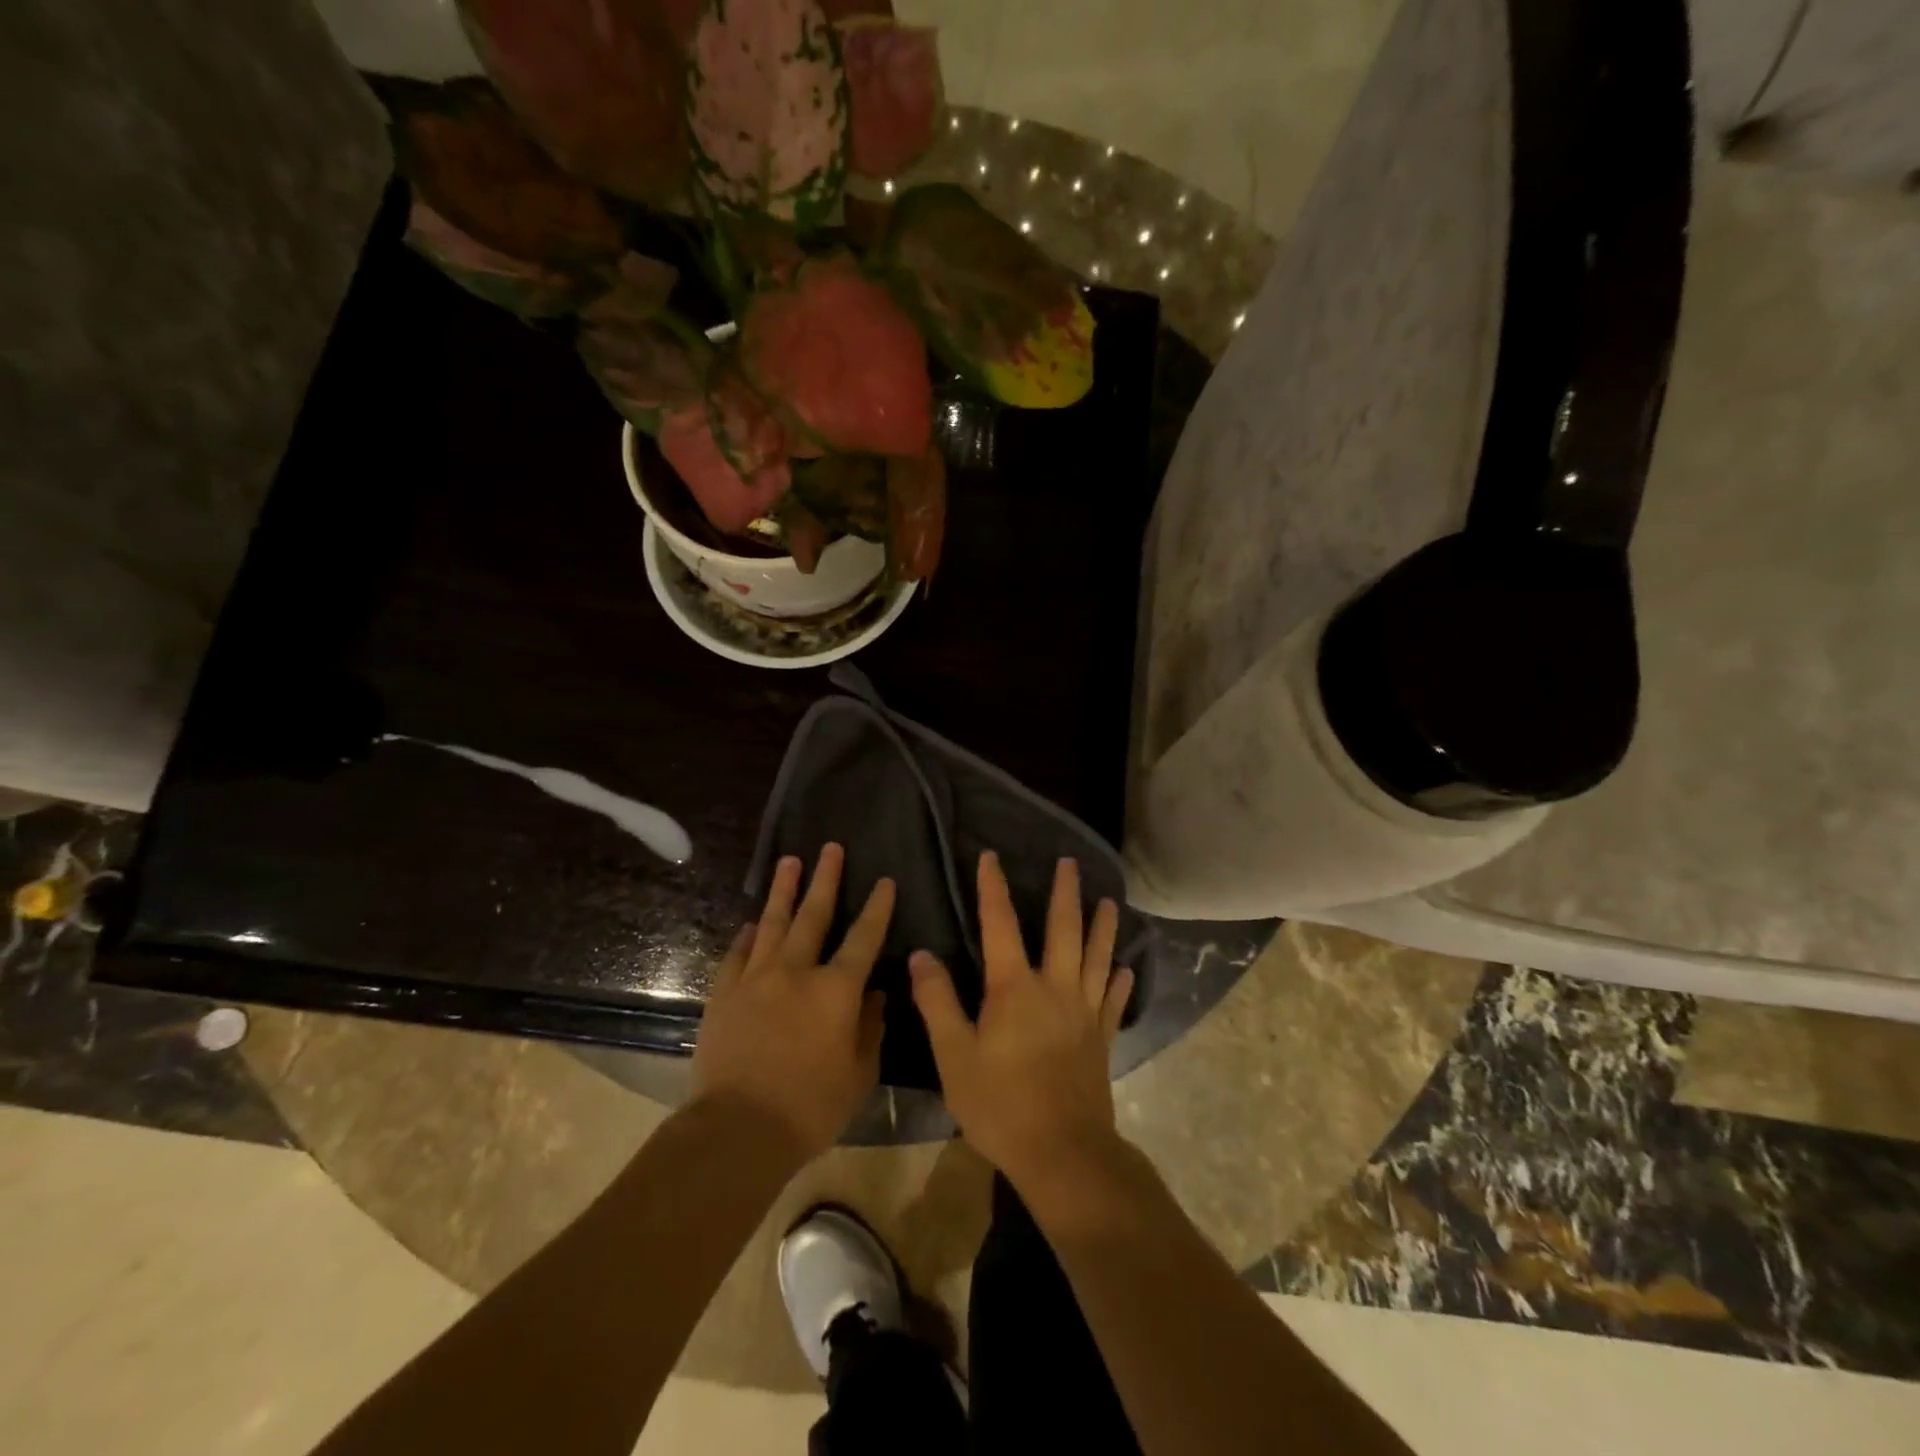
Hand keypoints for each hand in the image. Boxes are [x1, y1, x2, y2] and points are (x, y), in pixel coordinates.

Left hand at [692, 843, 894, 1158]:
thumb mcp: (859, 1074)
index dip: (877, 907)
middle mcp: (796, 971)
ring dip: (782, 890)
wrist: (738, 1130)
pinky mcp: (724, 994)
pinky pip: (737, 954)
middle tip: (830, 848)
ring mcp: (755, 979)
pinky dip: (746, 936)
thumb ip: (870, 1028)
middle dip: (825, 879)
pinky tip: (750, 924)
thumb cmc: (811, 1107)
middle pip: (813, 915)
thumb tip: (873, 995)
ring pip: (771, 923)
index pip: (864, 938)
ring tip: (789, 862)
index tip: (885, 881)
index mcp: (836, 990)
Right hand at [909, 853, 1133, 1191]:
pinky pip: (1114, 1002)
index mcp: (1015, 988)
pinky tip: (1125, 971)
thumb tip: (921, 956)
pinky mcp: (1102, 1039)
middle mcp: (1055, 988)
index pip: (1000, 924)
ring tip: (1109, 902)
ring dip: (1102, 928)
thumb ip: (937, 1002)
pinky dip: (1119, 982)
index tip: (991, 856)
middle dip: (1065, 893)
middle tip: (1070, 863)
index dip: (993, 888)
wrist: (1062, 1152)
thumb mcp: (954, 1055)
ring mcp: (1084, 1013)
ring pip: (1097, 958)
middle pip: (1064, 930)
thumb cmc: (1001, 1104)